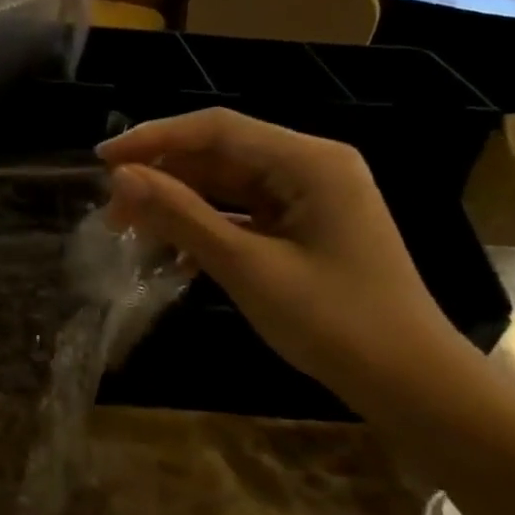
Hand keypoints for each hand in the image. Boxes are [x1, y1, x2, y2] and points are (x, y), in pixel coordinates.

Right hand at [98, 108, 471, 400]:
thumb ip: (181, 216)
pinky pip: (240, 212)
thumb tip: (120, 178)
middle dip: (162, 177)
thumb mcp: (247, 267)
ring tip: (131, 231)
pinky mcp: (302, 227)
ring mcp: (307, 198)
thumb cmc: (335, 322)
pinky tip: (174, 255)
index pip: (216, 129)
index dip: (153, 139)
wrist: (412, 385)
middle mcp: (309, 167)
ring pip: (224, 184)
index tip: (102, 161)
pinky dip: (204, 227)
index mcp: (308, 162)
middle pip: (218, 154)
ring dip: (178, 204)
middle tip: (112, 211)